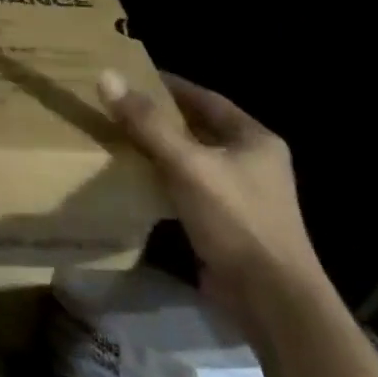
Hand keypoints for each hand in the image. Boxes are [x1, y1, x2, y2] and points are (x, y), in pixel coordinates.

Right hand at [98, 68, 329, 335]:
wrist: (271, 299)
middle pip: (198, 128)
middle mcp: (252, 161)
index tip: (130, 77)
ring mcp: (241, 195)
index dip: (168, 85)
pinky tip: (134, 180)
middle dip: (159, 118)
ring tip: (117, 139)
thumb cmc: (235, 220)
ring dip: (158, 150)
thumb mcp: (187, 165)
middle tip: (116, 107)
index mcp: (254, 139)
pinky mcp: (226, 223)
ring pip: (191, 160)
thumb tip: (107, 77)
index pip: (205, 98)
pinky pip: (188, 189)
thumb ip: (147, 123)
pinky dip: (162, 180)